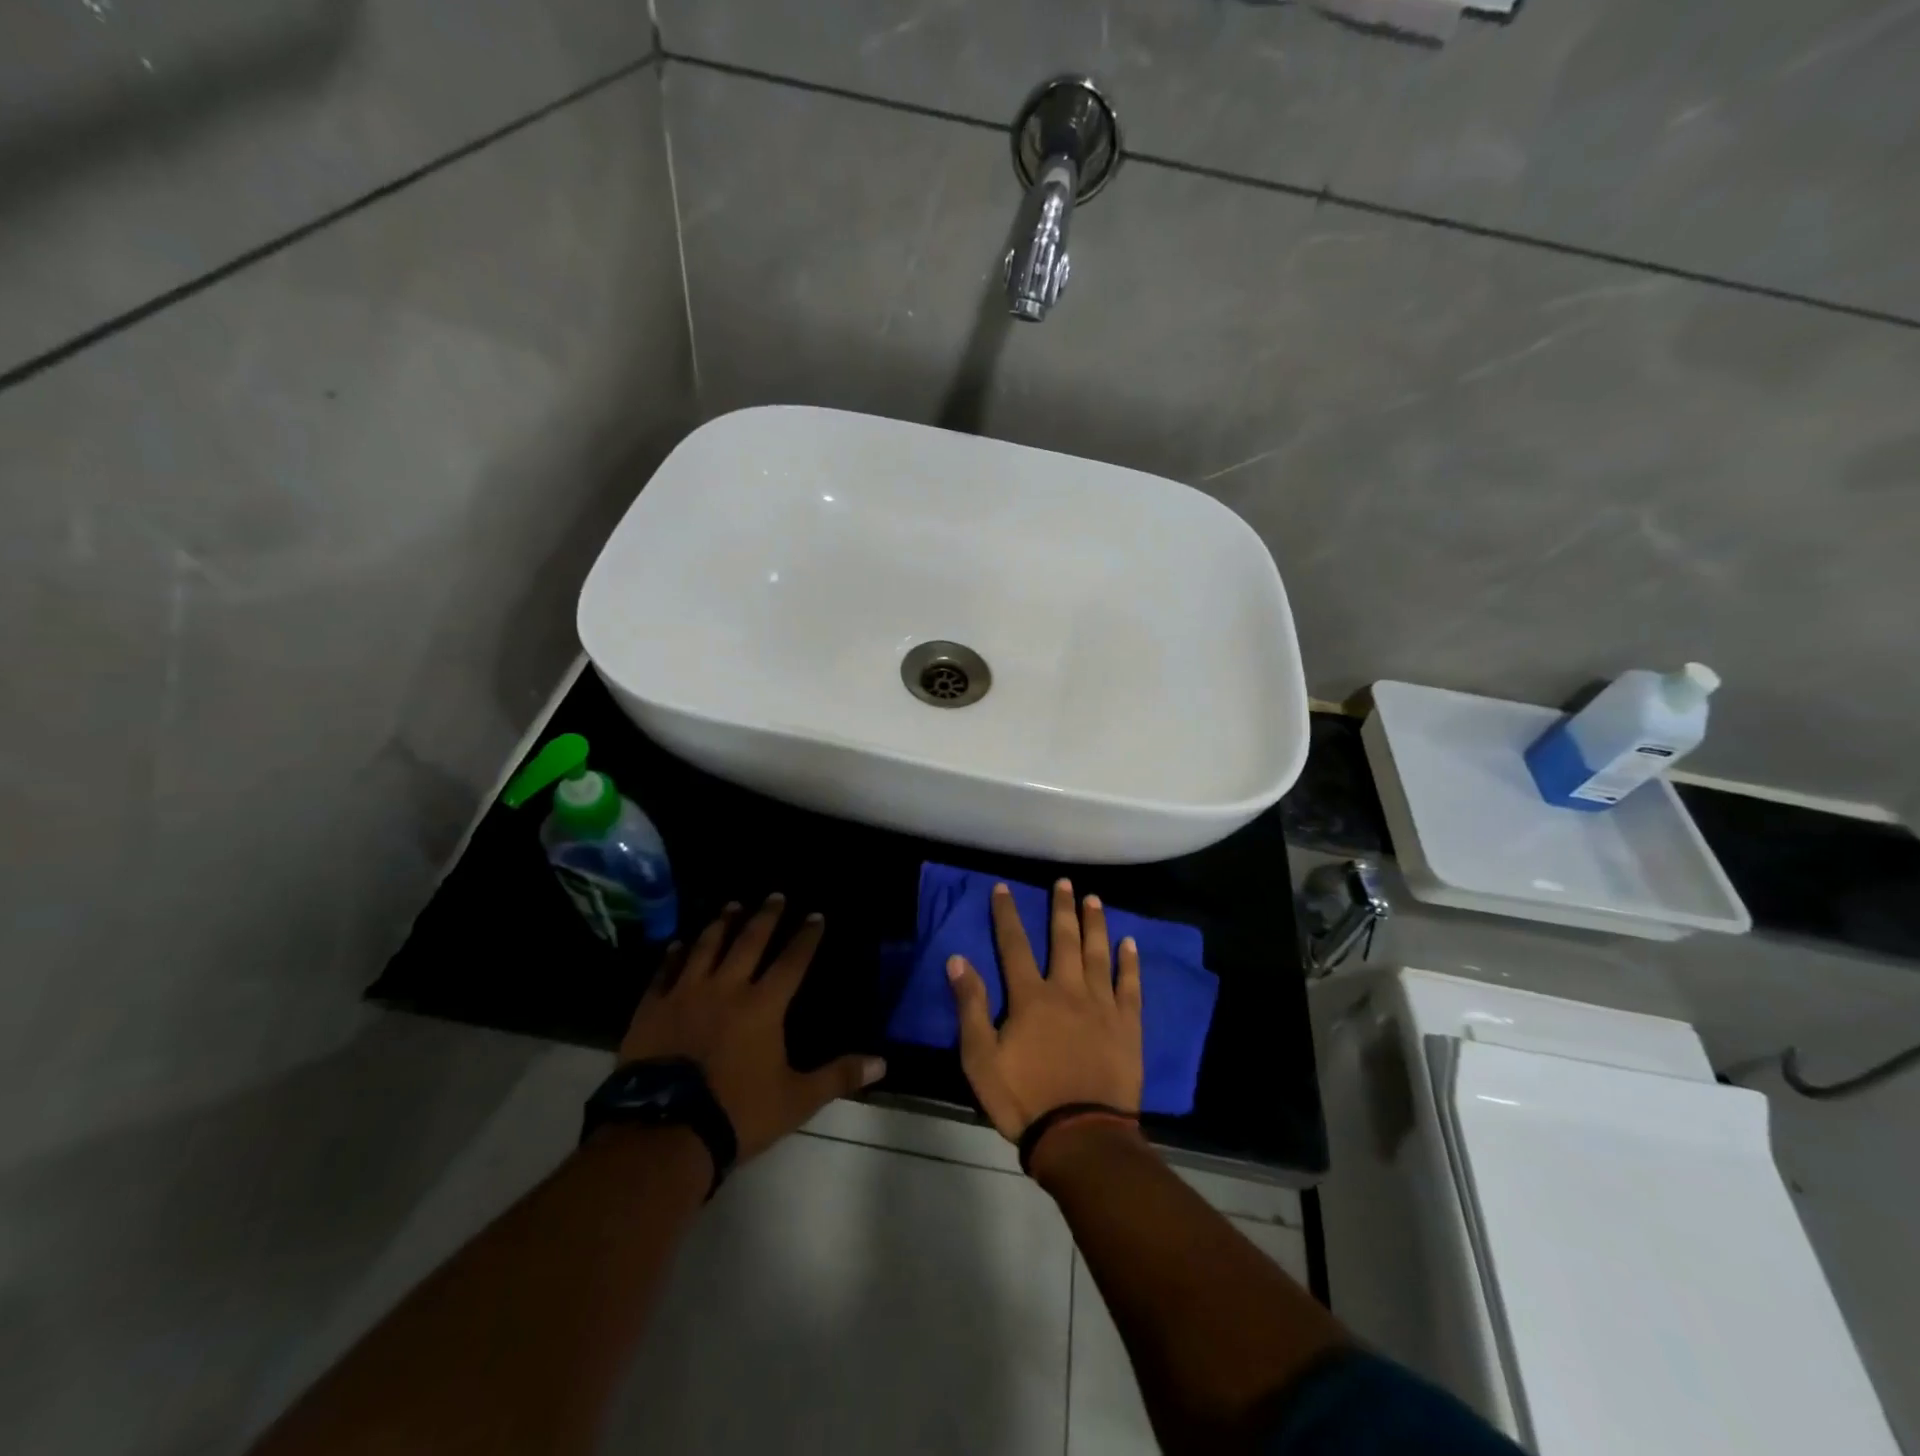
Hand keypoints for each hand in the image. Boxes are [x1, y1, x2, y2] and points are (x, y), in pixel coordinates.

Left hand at [618, 894, 885, 1162]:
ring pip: (707, 947)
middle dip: (766, 916)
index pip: (792, 961)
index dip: (806, 937)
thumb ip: (838, 1076)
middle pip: (750, 941)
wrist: (663, 1133)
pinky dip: (674, 955)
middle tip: (775, 895)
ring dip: (722, 924)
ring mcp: (686, 994)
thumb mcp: (796, 1099)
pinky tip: (678, 943)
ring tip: (732, 905)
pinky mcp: (652, 1008)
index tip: (815, 915)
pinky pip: (665, 972)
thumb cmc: (737, 1113)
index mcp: (764, 1005)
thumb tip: (883, 1063)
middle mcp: (727, 988)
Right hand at [947, 879, 1143, 1141]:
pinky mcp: (1128, 1025)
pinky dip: (1129, 963)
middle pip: (1063, 939)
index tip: (1003, 887)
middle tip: (1064, 882)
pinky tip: (1129, 943)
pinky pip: (1130, 986)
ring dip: (1095, 924)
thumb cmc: (1024, 1098)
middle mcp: (1067, 990)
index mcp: (1031, 997)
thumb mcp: (980, 1058)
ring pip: (1098, 954)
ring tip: (1093, 899)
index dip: (1007, 914)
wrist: (1080, 1136)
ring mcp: (1102, 1006)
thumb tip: (957, 959)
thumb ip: (970, 1006)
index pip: (1014, 945)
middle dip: (1061, 908)